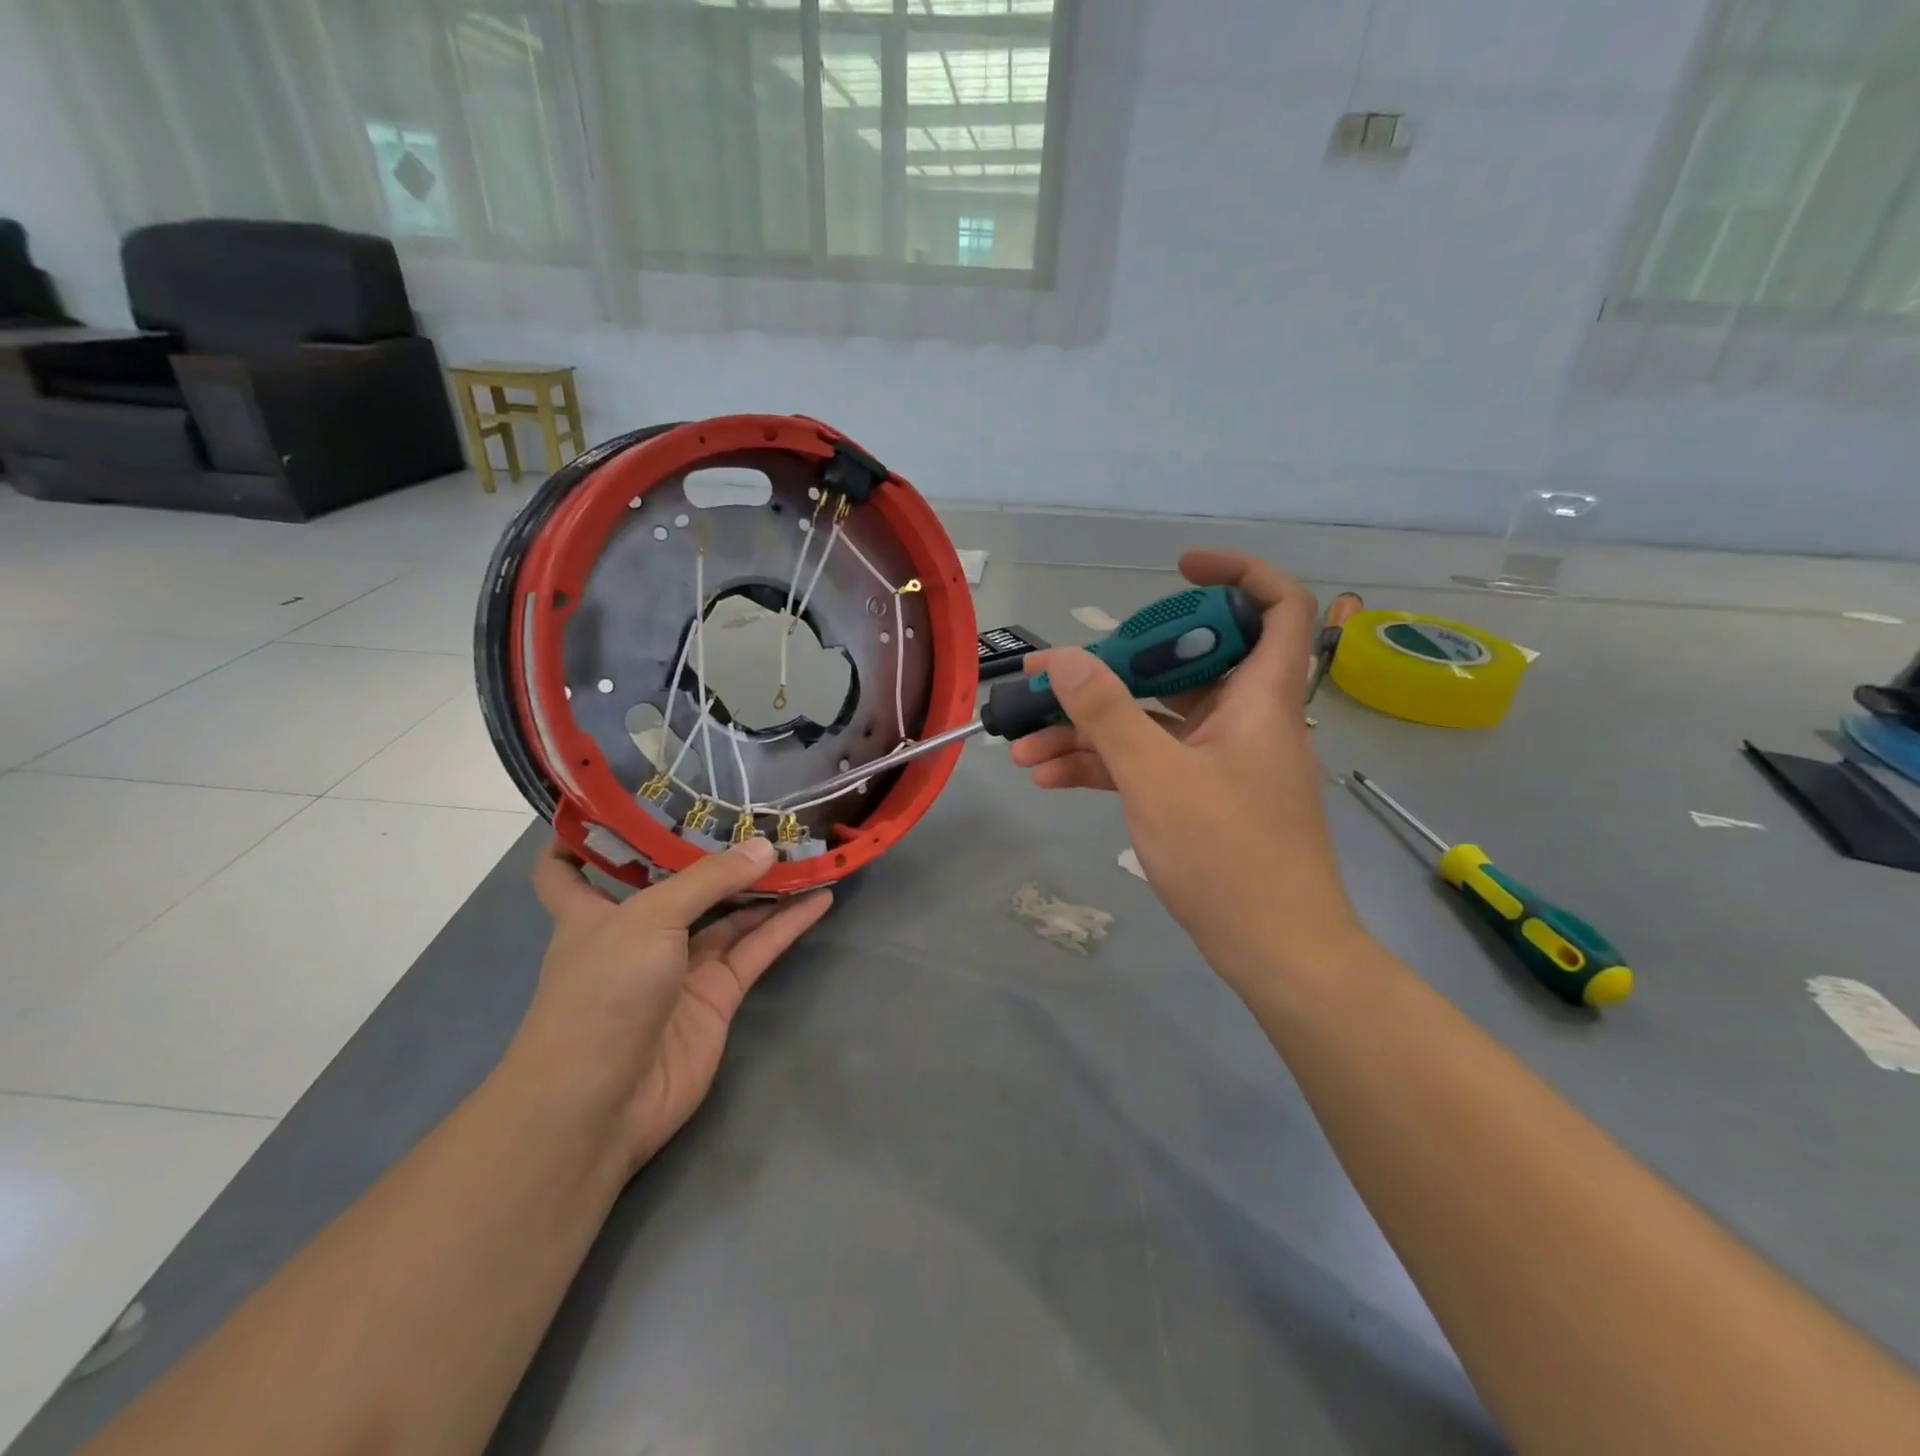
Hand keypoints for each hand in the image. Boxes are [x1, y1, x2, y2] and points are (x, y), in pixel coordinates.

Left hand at [515, 837, 831, 1173]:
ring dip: (762, 885)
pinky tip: (820, 897)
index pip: (567, 868)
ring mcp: (679, 967)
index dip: (581, 836)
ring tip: (802, 848)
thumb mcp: (649, 918)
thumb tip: (765, 847)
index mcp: (591, 912)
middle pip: (675, 884)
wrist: (602, 1102)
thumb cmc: (602, 993)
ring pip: (727, 915)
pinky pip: (756, 949)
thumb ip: (709, 879)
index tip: (615, 800)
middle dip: (709, 852)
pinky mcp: (717, 996)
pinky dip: (787, 924)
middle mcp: (636, 934)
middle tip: (753, 810)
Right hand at [1010, 550, 1363, 989]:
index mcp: (1261, 697)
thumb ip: (1107, 712)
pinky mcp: (1201, 796)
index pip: (1275, 605)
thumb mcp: (1156, 776)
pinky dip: (1103, 764)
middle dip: (1110, 669)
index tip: (1176, 570)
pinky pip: (1149, 762)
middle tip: (1052, 676)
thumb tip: (1063, 657)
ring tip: (1024, 743)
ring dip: (1089, 727)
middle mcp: (1245, 717)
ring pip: (1153, 720)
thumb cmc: (1229, 854)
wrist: (1276, 952)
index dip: (1235, 573)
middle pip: (1183, 664)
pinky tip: (1048, 776)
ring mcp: (1221, 759)